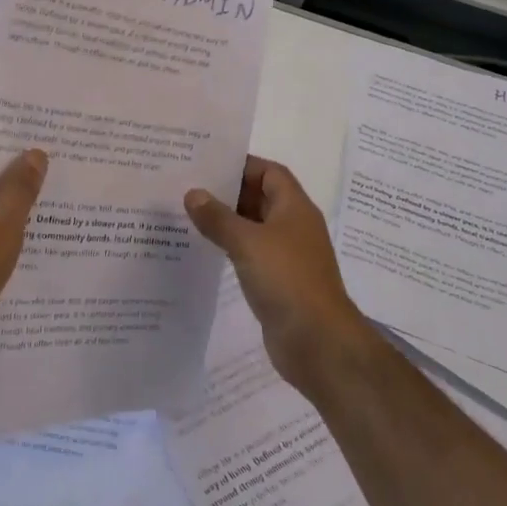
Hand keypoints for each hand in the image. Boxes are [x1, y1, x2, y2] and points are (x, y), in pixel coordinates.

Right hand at [184, 155, 377, 391]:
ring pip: (254, 228)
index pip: (270, 172)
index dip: (242, 165)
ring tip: (188, 215)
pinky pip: (252, 255)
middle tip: (189, 187)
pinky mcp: (278, 282)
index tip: (207, 164)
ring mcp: (287, 256)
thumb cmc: (287, 279)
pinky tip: (205, 250)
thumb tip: (193, 194)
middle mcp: (294, 227)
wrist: (318, 341)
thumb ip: (218, 218)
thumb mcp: (248, 242)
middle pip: (261, 198)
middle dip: (229, 192)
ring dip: (227, 222)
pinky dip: (231, 249)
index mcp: (295, 208)